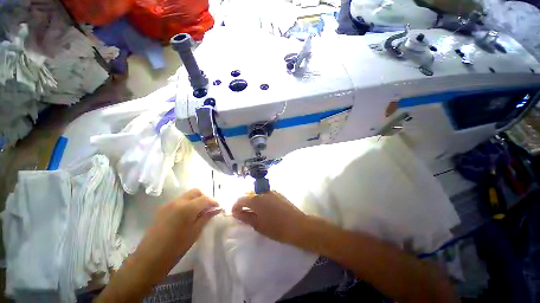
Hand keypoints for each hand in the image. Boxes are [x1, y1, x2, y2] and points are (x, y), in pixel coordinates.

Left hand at [95, 189, 221, 302]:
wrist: (148, 260)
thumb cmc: (175, 249)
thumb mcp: (195, 233)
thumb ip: (206, 217)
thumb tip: (216, 209)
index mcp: (187, 208)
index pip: (205, 199)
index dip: (214, 202)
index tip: (218, 208)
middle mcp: (178, 202)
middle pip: (196, 192)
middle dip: (205, 197)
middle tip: (209, 209)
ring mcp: (168, 204)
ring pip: (187, 195)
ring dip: (196, 200)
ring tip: (199, 212)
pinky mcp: (163, 209)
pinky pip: (179, 201)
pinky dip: (187, 203)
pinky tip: (188, 215)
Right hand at [231, 191, 307, 243]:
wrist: (297, 225)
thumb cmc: (276, 228)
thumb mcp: (258, 225)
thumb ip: (245, 217)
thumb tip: (236, 213)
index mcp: (255, 199)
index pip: (240, 199)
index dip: (235, 206)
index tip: (234, 214)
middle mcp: (262, 192)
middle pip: (248, 194)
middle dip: (243, 202)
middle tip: (243, 212)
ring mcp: (271, 191)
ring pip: (257, 193)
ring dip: (252, 200)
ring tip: (253, 210)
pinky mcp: (278, 193)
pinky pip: (265, 193)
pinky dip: (261, 198)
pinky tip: (264, 207)